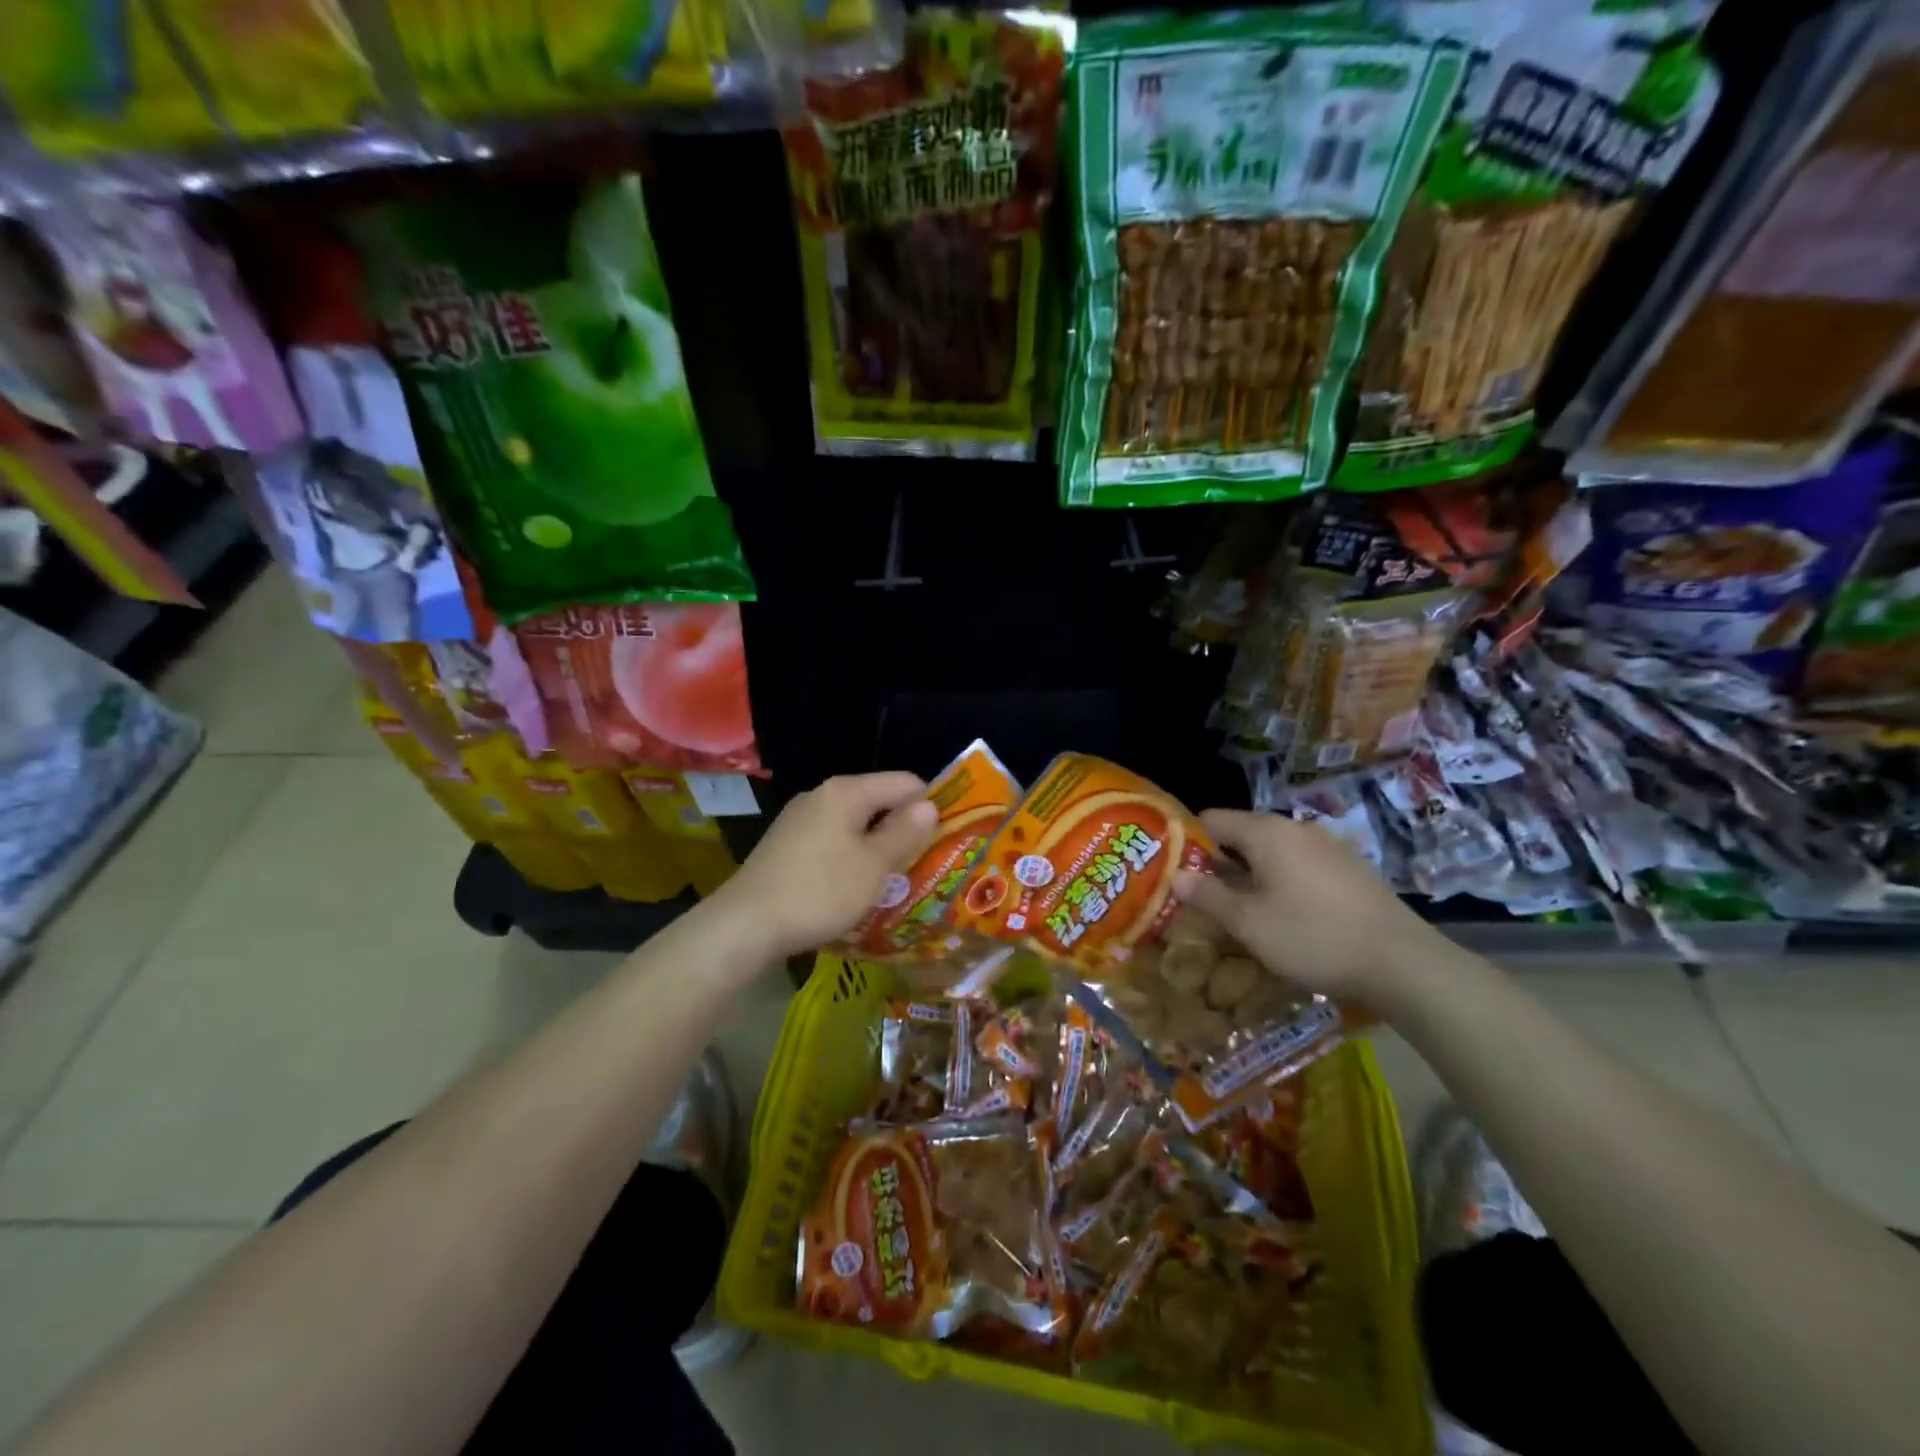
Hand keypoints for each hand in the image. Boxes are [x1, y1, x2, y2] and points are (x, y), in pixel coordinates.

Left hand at [710, 772, 938, 960]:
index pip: (904, 782)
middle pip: (878, 801)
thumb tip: (929, 805)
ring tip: (895, 879)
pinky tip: (854, 886)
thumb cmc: (820, 891)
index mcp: (846, 792)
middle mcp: (822, 796)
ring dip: (876, 847)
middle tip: (925, 862)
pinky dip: (850, 857)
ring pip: (854, 824)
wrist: (746, 925)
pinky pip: (832, 841)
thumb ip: (904, 833)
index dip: (930, 805)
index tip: (947, 836)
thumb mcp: (873, 866)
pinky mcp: (786, 844)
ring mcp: (800, 820)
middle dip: (903, 829)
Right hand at [1172, 808, 1444, 1005]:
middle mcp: (1295, 828)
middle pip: (1240, 835)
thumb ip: (1207, 896)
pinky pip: (1298, 866)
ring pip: (1271, 852)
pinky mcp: (1348, 869)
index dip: (1186, 843)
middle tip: (1200, 898)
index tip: (1174, 873)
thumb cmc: (1313, 937)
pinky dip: (1280, 882)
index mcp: (1266, 832)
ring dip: (1249, 876)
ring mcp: (1327, 847)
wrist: (1403, 962)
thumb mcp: (1248, 923)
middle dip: (1217, 864)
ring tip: (1238, 911)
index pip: (1210, 820)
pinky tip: (1283, 916)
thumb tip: (1176, 877)